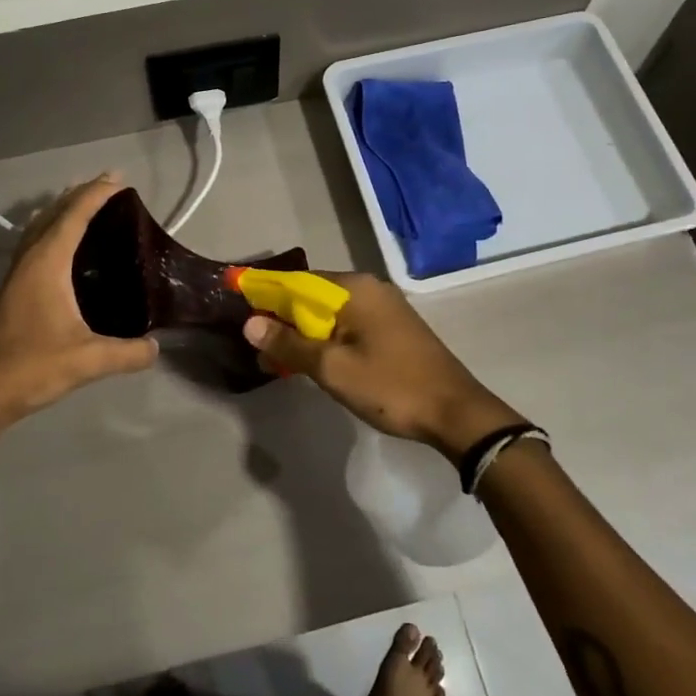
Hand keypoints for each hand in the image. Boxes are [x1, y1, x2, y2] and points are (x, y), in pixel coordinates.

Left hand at [0, 175, 157, 426]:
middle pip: (53, 214)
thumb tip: (156, 347)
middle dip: (79, 195)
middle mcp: (28, 261)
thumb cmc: (32, 367)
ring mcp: (14, 275)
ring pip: (38, 229)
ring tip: (83, 205)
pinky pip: (32, 246)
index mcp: (46, 264)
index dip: (96, 195)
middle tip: (108, 185)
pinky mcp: (10, 292)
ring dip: (60, 211)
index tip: (119, 180)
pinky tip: (59, 248)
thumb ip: (127, 353)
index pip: (73, 217)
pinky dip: (50, 232)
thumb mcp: (89, 360)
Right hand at [242, 273, 523, 460]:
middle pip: (312, 296)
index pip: (296, 282)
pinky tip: (312, 361)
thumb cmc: (390, 386)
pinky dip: (326, 339)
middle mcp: (369, 288)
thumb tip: (250, 323)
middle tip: (257, 347)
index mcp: (354, 288)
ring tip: (277, 360)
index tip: (239, 311)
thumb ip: (289, 344)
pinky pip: (347, 325)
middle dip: (282, 319)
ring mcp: (384, 307)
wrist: (456, 413)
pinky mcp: (392, 328)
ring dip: (303, 333)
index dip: (265, 295)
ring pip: (329, 313)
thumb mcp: (332, 368)